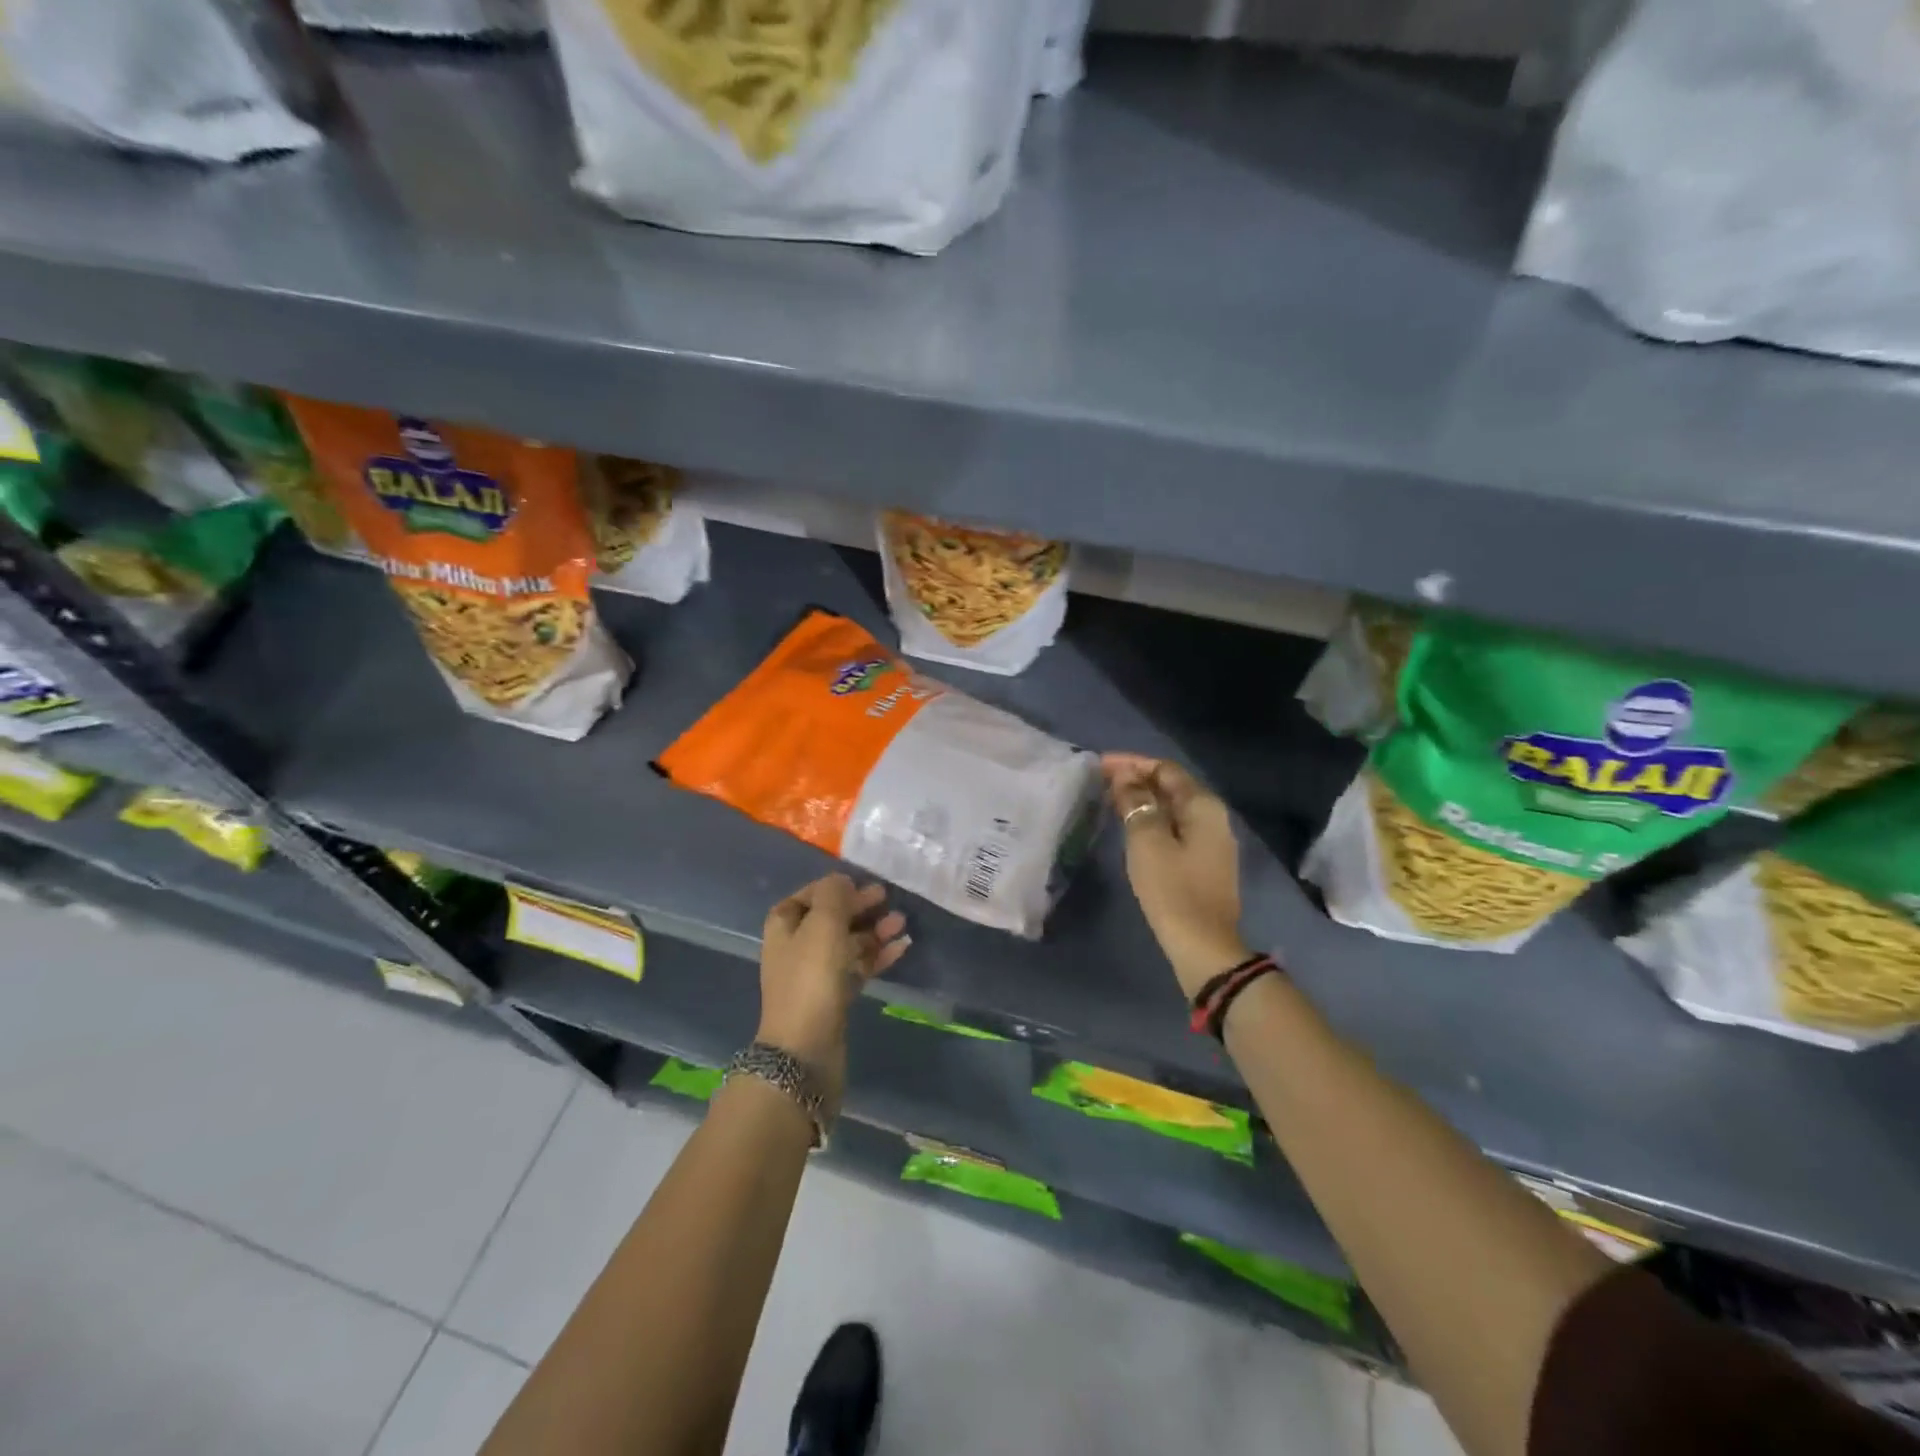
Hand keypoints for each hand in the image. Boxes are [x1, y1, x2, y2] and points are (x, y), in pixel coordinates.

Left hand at [757, 873, 909, 1110]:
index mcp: (784, 926)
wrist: (805, 1050)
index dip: (834, 888)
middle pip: (831, 919)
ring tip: (901, 923)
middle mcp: (796, 947)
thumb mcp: (823, 925)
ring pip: (847, 943)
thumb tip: (842, 880)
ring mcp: (815, 975)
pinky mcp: (834, 998)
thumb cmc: (811, 978)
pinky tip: (902, 948)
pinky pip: (858, 968)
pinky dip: (877, 956)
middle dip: (860, 908)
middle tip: (888, 899)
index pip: (809, 895)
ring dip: (873, 931)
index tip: (862, 883)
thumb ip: (834, 896)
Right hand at [1103, 754, 1248, 997]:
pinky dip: (1152, 820)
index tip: (1099, 765)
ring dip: (1143, 800)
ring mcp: (1211, 841)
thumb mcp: (1146, 841)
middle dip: (1137, 779)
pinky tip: (1132, 827)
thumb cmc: (1172, 889)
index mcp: (1203, 805)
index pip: (1165, 769)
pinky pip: (1175, 827)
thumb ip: (1136, 802)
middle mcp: (1213, 816)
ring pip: (1173, 808)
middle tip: (1101, 781)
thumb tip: (1126, 777)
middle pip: (1172, 786)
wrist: (1203, 945)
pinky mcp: (1204, 862)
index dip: (1132, 763)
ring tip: (1111, 800)